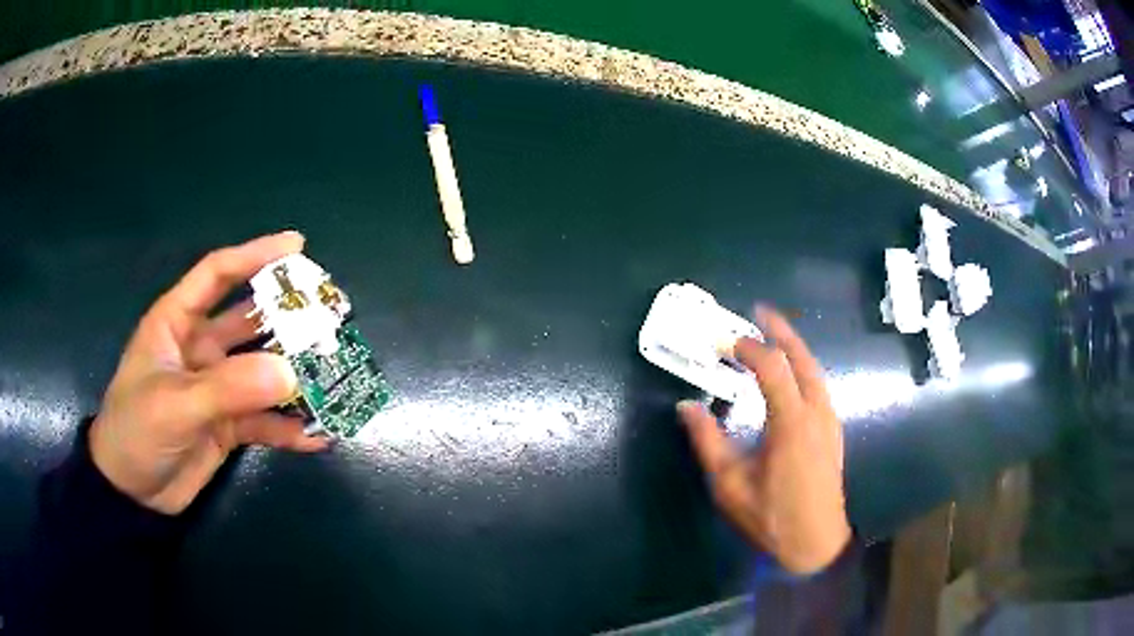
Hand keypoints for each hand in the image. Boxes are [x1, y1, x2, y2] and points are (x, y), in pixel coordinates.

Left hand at [90, 232, 328, 514]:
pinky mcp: (227, 425)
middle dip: (287, 317)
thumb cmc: (136, 432)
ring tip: (335, 378)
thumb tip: (290, 373)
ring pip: (262, 373)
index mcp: (177, 323)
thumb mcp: (175, 405)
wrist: (132, 494)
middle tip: (330, 316)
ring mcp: (216, 388)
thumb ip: (228, 388)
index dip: (254, 255)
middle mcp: (199, 348)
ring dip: (295, 377)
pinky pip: (265, 421)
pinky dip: (290, 428)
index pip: (217, 274)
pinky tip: (318, 435)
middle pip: (248, 321)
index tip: (298, 246)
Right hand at [678, 306, 849, 573]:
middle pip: (803, 359)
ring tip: (774, 334)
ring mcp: (829, 421)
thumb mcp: (730, 485)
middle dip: (781, 332)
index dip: (749, 348)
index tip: (724, 342)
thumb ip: (708, 442)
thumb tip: (687, 407)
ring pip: (815, 371)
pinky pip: (819, 386)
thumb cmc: (771, 517)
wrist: (817, 544)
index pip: (773, 368)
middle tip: (759, 312)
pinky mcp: (832, 432)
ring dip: (795, 348)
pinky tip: (791, 375)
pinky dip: (803, 368)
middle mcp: (816, 413)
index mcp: (792, 424)